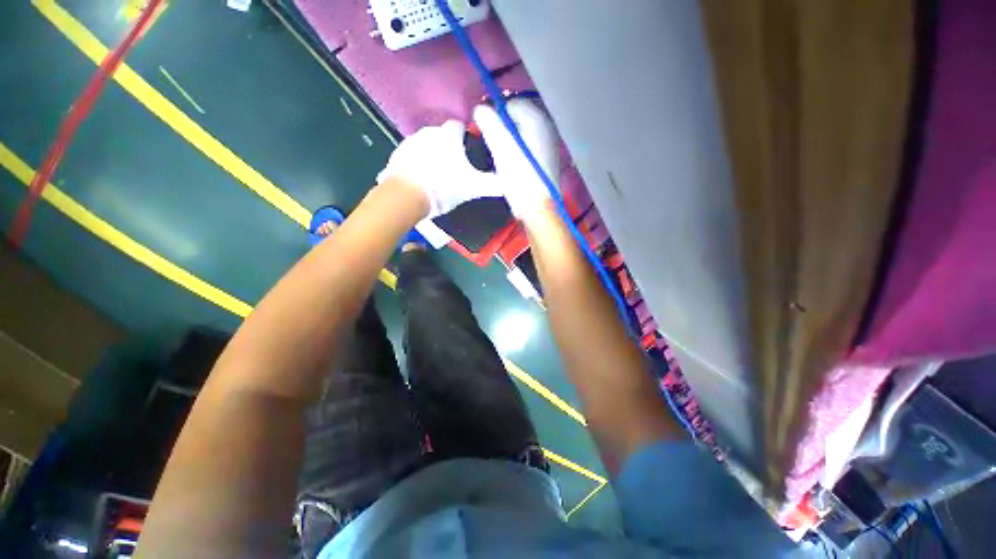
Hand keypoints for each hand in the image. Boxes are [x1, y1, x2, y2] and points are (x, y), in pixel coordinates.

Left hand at [377, 120, 499, 217]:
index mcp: (449, 135)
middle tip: (454, 169)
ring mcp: (411, 141)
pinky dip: (417, 163)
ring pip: (426, 144)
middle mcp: (429, 132)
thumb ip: (492, 184)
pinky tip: (420, 179)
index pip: (459, 126)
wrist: (408, 195)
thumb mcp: (473, 188)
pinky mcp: (397, 153)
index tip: (468, 152)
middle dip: (448, 148)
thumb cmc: (444, 187)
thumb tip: (509, 184)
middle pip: (442, 135)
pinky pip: (412, 155)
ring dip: (432, 155)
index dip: (465, 137)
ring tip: (436, 176)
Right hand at [472, 99, 559, 219]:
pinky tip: (513, 164)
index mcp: (535, 121)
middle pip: (518, 118)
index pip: (510, 104)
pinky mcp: (547, 158)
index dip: (495, 115)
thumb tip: (479, 109)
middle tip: (492, 146)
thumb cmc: (519, 179)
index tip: (486, 132)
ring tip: (500, 157)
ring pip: (522, 132)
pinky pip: (528, 144)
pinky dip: (518, 149)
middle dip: (502, 128)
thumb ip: (490, 125)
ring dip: (509, 139)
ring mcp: (548, 143)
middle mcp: (546, 127)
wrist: (538, 208)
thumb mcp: (501, 150)